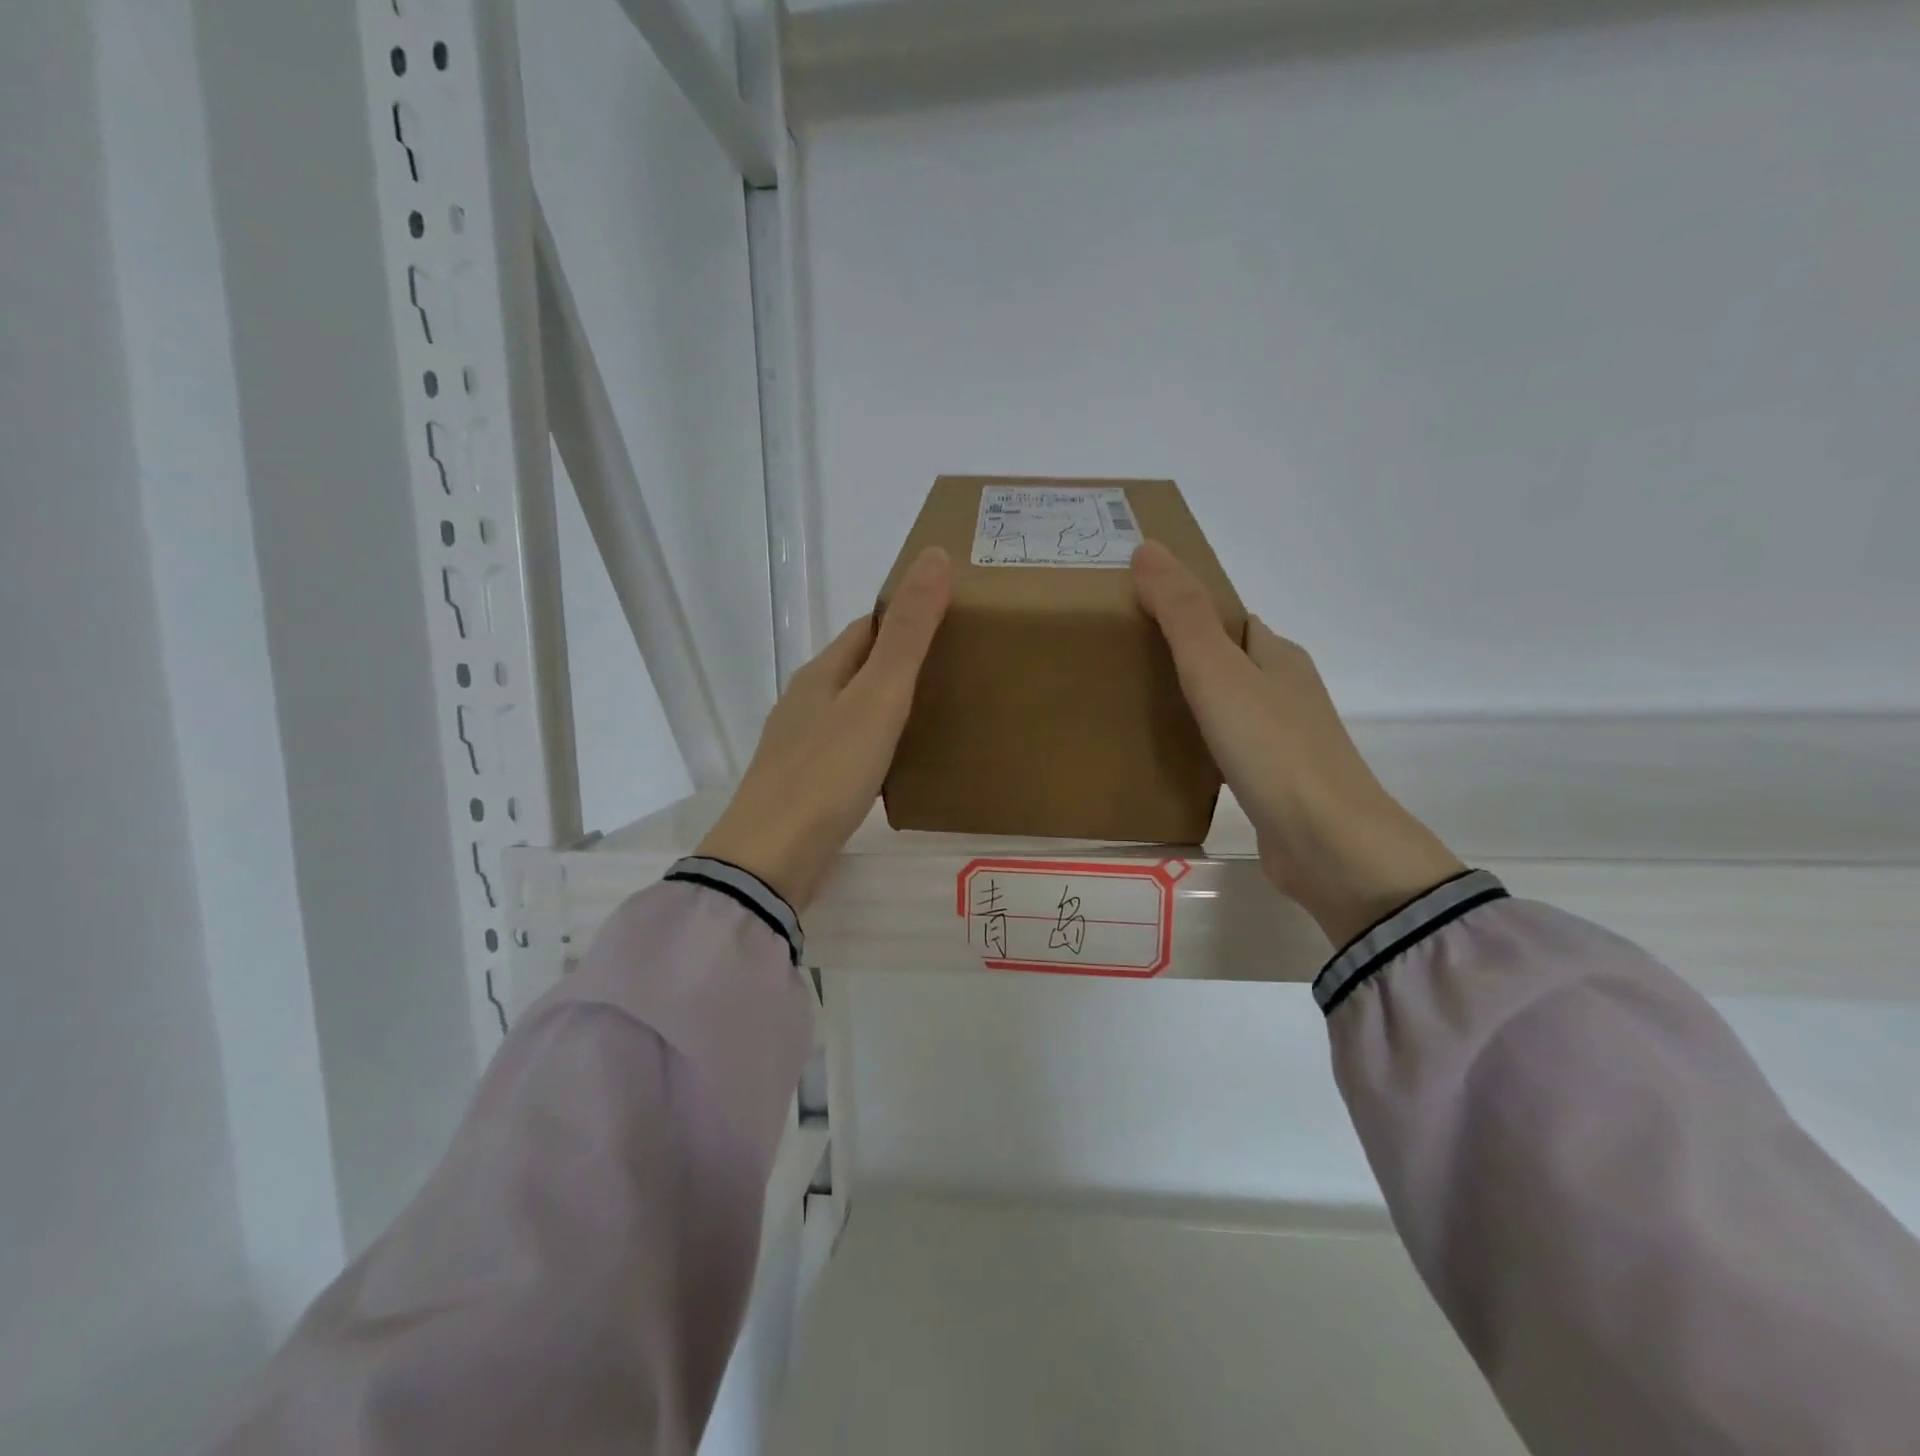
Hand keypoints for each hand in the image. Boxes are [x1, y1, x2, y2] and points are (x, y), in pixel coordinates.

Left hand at [697, 548, 952, 912]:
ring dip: (889, 706)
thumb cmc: (827, 771)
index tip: (953, 622)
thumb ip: (908, 632)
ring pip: (853, 711)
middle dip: (902, 662)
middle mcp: (806, 703)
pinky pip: (849, 750)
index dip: (906, 618)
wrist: (772, 858)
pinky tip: (900, 765)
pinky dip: (878, 746)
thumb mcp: (878, 696)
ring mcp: (802, 746)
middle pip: (859, 668)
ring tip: (940, 715)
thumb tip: (934, 555)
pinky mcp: (807, 786)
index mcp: (821, 674)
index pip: (867, 628)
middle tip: (959, 671)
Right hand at [1131, 541, 1463, 946]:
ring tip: (1142, 706)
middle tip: (1128, 662)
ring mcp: (1286, 741)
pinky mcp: (1277, 784)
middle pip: (1232, 661)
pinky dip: (1206, 743)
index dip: (1190, 611)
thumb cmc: (1271, 747)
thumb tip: (1148, 548)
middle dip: (1187, 657)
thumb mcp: (1216, 670)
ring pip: (1234, 706)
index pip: (1230, 620)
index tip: (1138, 616)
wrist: (1327, 842)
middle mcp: (1287, 692)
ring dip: (1197, 701)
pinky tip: (1178, 758)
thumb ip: (1182, 614)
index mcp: (1277, 656)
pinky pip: (1233, 748)